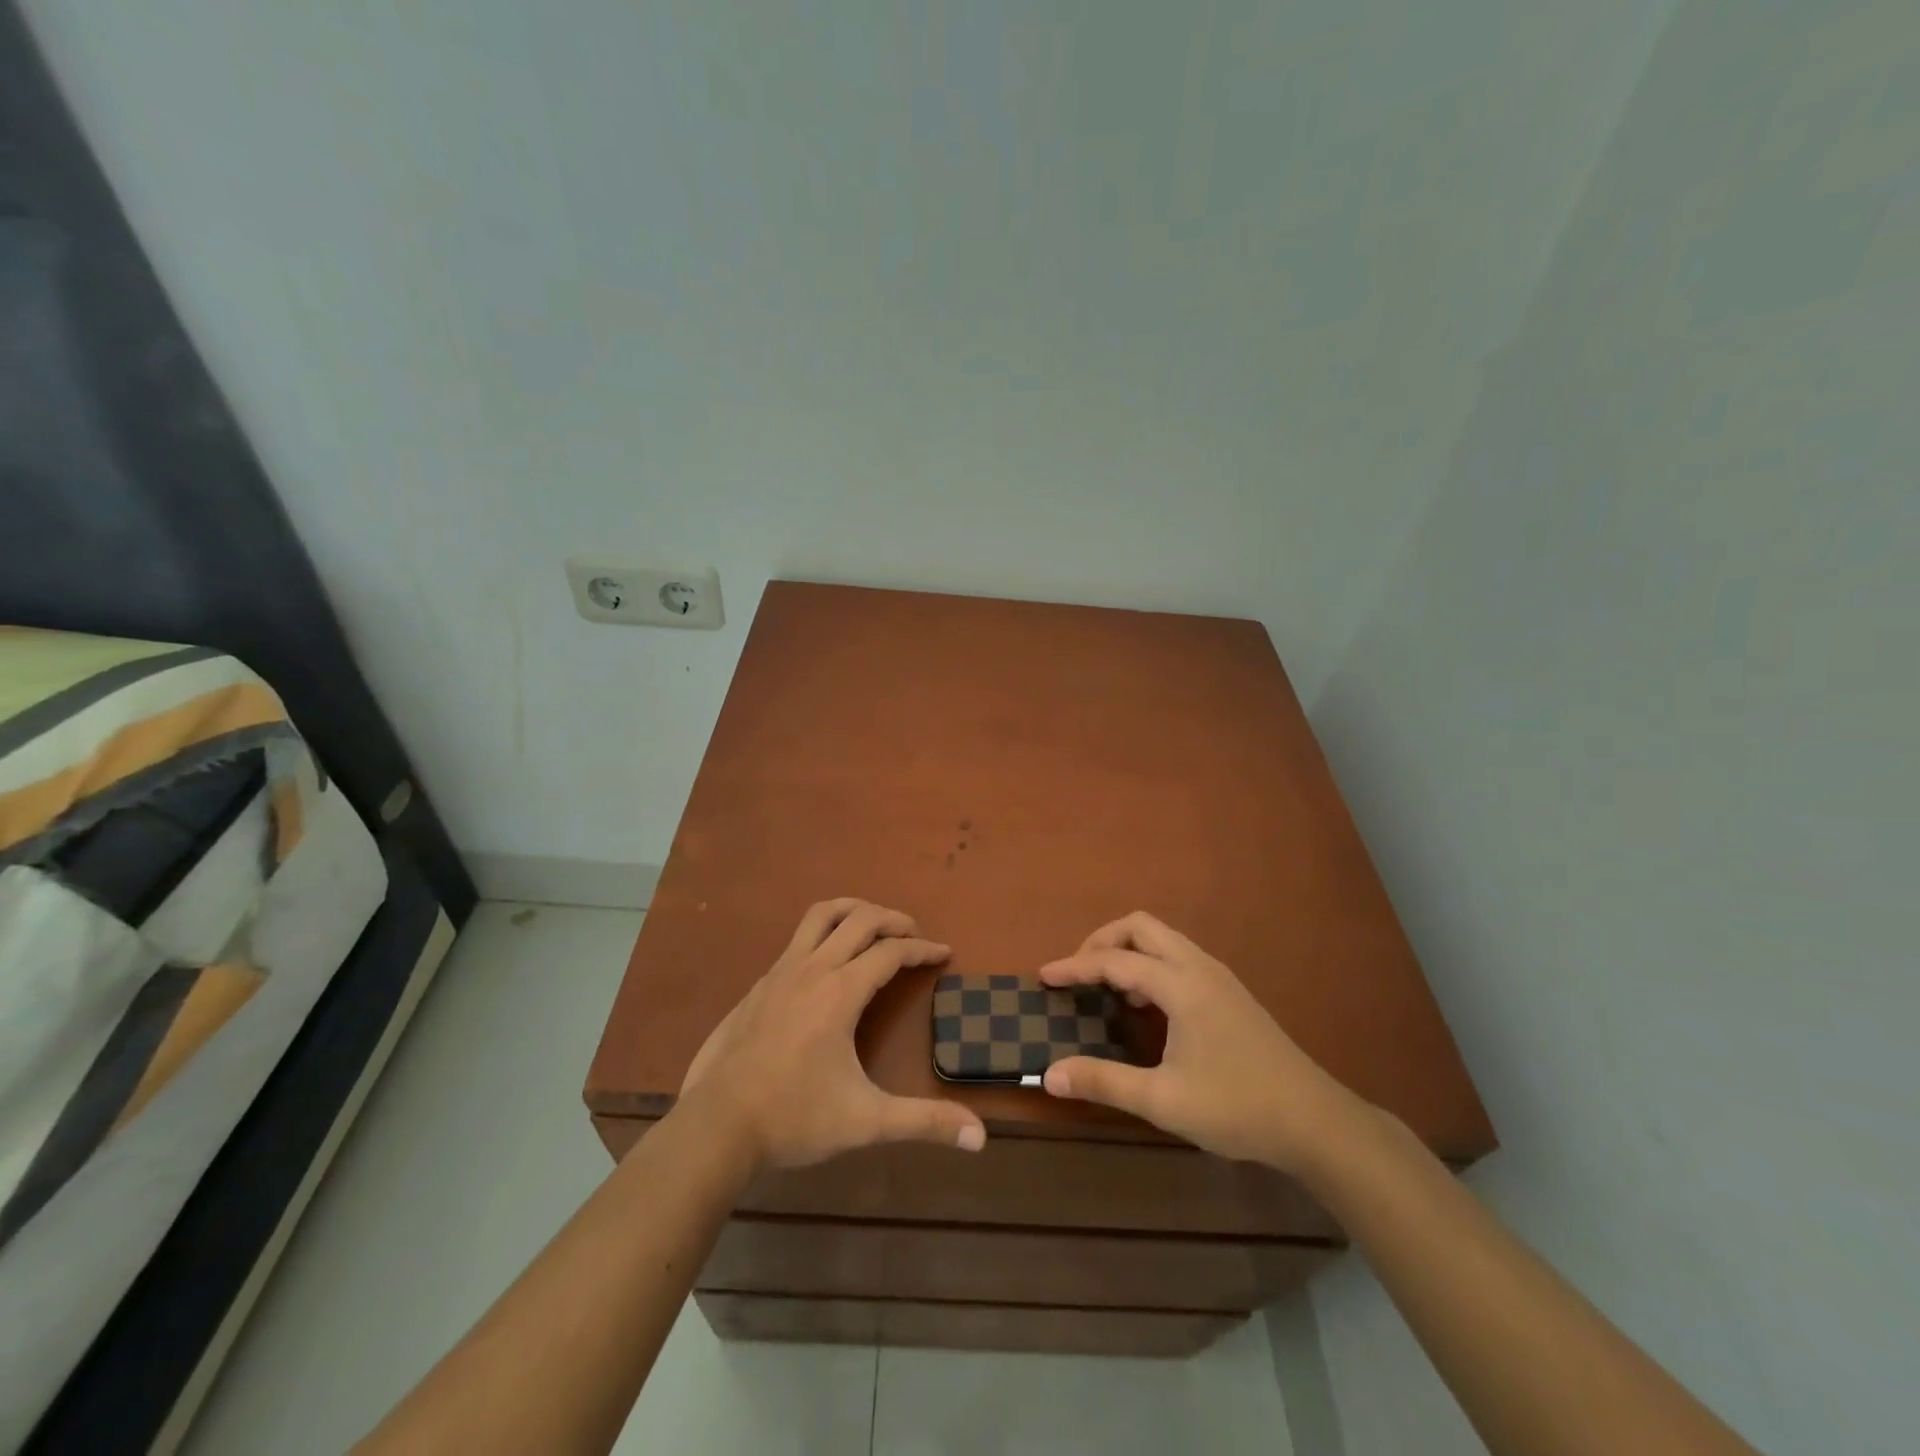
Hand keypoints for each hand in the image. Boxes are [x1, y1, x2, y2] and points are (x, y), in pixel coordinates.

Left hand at [679, 898, 986, 1169]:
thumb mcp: (866, 1121)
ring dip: (853, 910)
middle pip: (859, 919)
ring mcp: (780, 972)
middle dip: (893, 919)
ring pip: (821, 915)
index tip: (944, 953)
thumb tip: (980, 1137)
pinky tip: (826, 962)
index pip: (891, 952)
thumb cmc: (794, 1117)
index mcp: (841, 991)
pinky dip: (824, 933)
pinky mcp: (758, 985)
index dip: (922, 949)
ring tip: (873, 923)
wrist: (715, 1125)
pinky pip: (798, 939)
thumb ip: (923, 1122)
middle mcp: (812, 968)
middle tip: (914, 934)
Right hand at [1039, 912, 1365, 1173]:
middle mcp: (1199, 967)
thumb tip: (1049, 1075)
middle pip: (1141, 927)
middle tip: (1079, 973)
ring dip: (1129, 951)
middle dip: (1103, 941)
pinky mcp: (1230, 992)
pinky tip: (1148, 1005)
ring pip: (1163, 939)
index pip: (1115, 960)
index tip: (1044, 977)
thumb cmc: (1237, 1108)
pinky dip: (1151, 964)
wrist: (1315, 1121)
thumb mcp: (1163, 1101)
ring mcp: (1219, 977)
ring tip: (1108, 989)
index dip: (1075, 966)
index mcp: (1181, 985)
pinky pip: (1179, 956)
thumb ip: (1104, 1081)